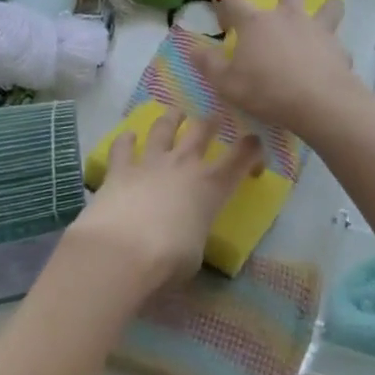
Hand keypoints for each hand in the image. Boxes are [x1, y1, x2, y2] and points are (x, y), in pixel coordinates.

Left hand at [66, 109, 262, 302]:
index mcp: (212, 186)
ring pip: (164, 128)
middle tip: (214, 119)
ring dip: (171, 118)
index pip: (243, 155)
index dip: (253, 148)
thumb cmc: (169, 260)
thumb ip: (195, 232)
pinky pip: (123, 146)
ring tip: (175, 114)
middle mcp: (184, 165)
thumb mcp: (196, 253)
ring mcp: (150, 162)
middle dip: (212, 122)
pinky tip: (128, 137)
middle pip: (203, 129)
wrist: (121, 253)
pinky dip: (127, 140)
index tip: (255, 149)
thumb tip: (186, 233)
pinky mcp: (119, 169)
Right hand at [203, 0, 368, 140]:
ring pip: (328, 5)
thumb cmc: (266, 91)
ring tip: (318, 23)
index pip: (233, 1)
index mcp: (255, 23)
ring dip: (325, 8)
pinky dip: (333, 50)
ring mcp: (317, 29)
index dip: (226, 9)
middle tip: (279, 11)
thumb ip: (208, 64)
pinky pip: (338, 43)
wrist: (319, 102)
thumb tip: (192, 49)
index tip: (225, 26)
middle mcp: (287, 17)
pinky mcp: (338, 48)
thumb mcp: (226, 84)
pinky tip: (328, 64)